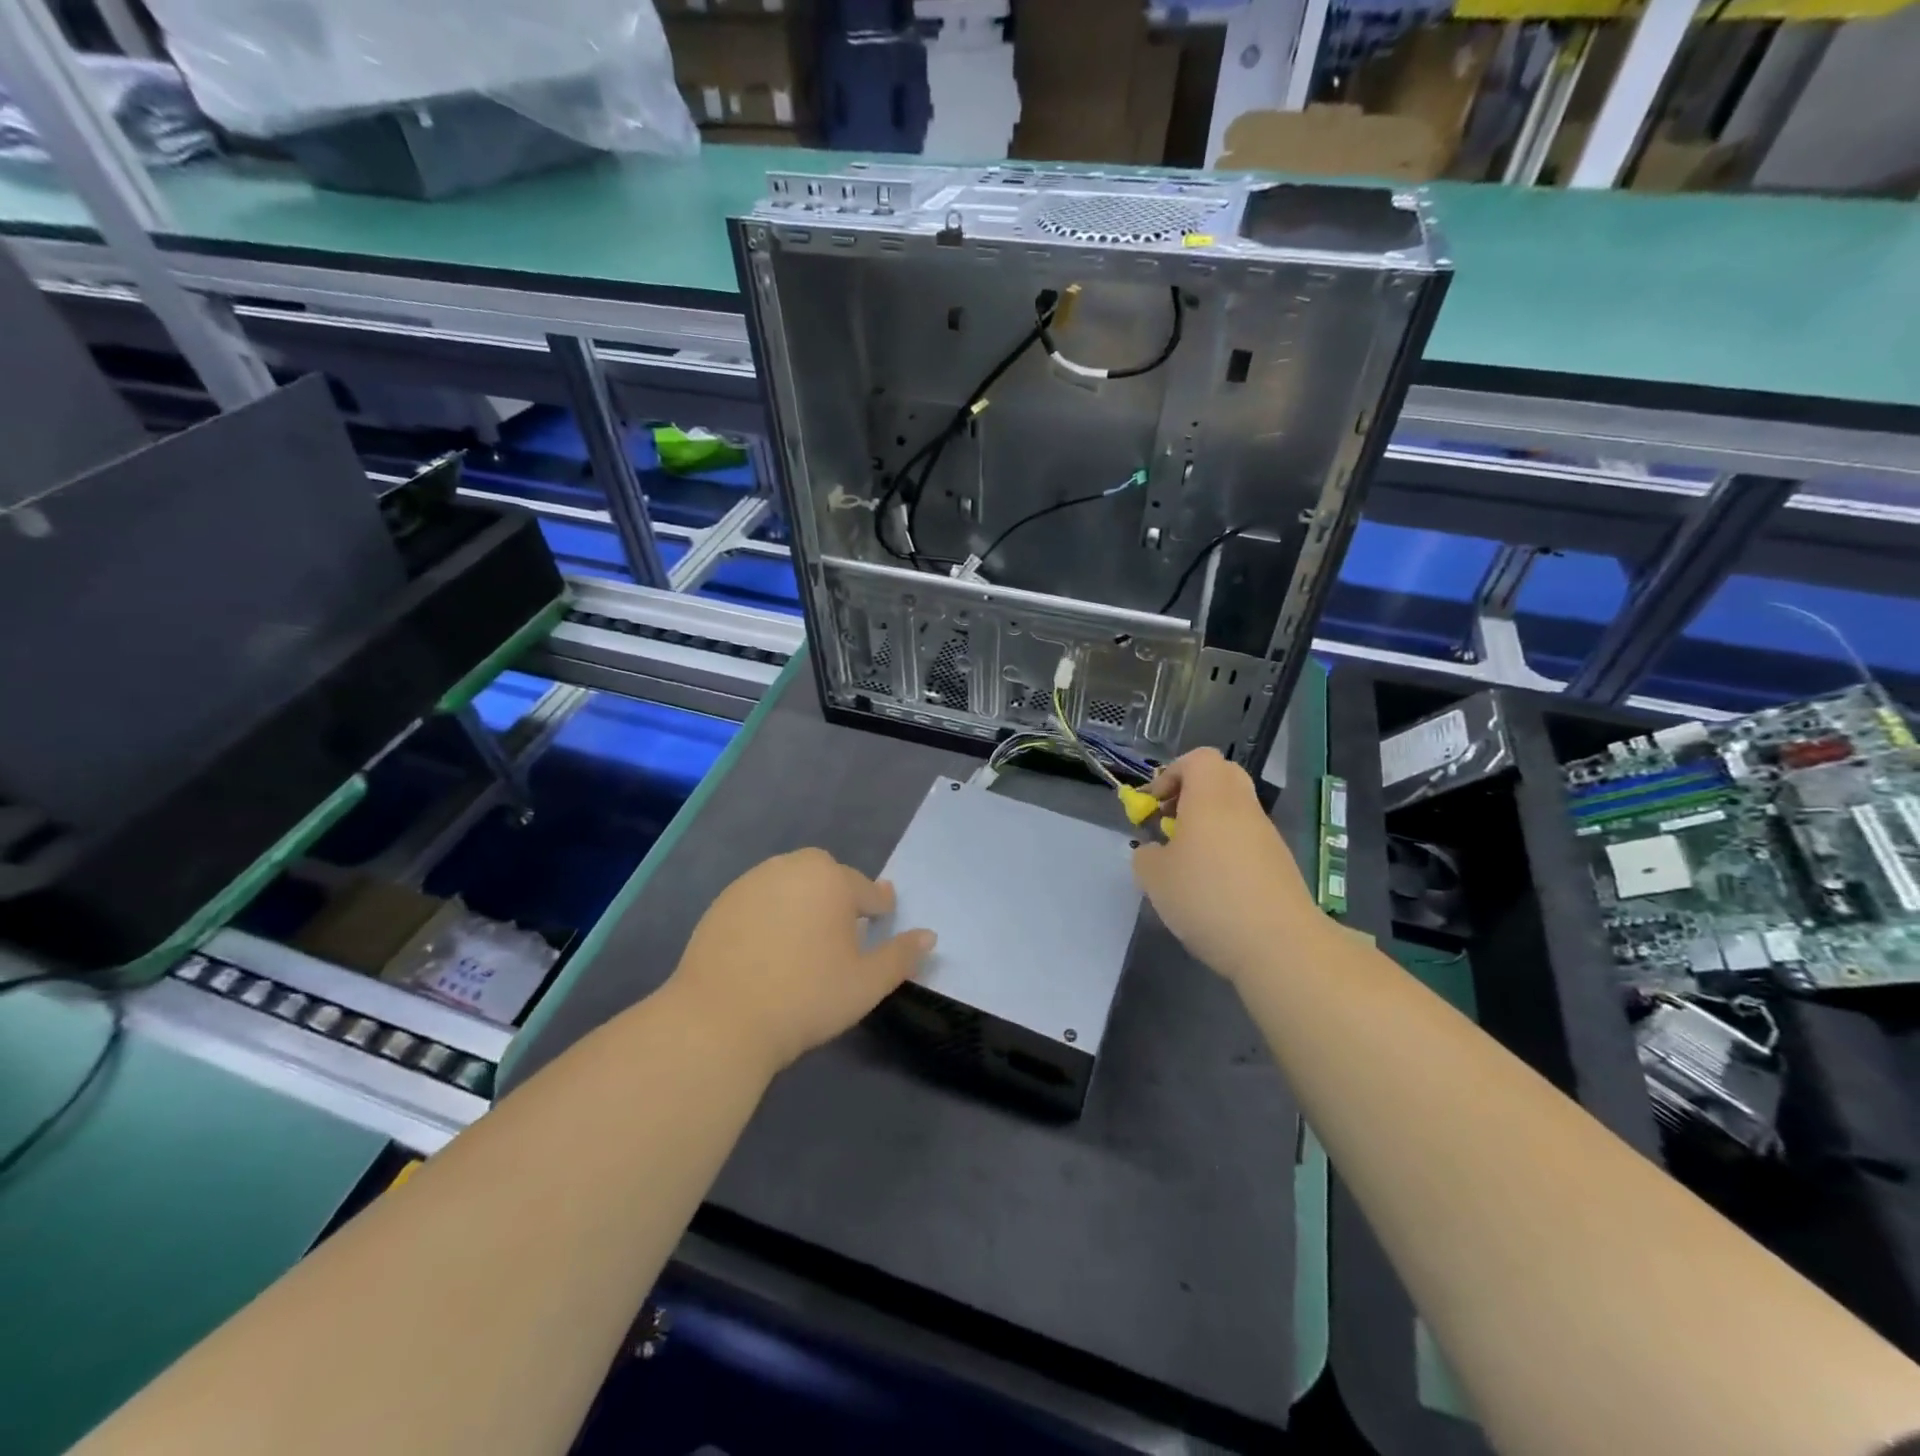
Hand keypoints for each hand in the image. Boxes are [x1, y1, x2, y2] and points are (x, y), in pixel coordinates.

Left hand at [663, 848, 935, 1073]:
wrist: (721, 1020)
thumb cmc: (806, 998)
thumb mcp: (866, 984)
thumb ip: (901, 956)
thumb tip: (929, 935)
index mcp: (832, 880)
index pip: (867, 891)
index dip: (878, 911)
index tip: (879, 926)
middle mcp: (792, 868)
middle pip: (826, 873)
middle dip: (838, 894)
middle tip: (839, 934)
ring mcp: (751, 883)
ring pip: (790, 882)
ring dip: (803, 900)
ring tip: (803, 940)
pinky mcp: (722, 903)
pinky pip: (759, 898)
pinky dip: (770, 913)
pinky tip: (767, 947)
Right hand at [1131, 748, 1317, 982]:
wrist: (1279, 944)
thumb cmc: (1207, 897)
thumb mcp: (1155, 877)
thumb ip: (1147, 855)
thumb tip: (1157, 850)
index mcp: (1211, 797)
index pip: (1198, 758)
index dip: (1171, 774)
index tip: (1155, 806)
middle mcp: (1243, 806)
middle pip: (1220, 778)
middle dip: (1191, 794)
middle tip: (1171, 824)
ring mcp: (1266, 835)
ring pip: (1234, 810)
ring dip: (1208, 825)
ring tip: (1187, 863)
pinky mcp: (1279, 863)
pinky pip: (1247, 840)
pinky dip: (1226, 850)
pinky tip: (1212, 888)